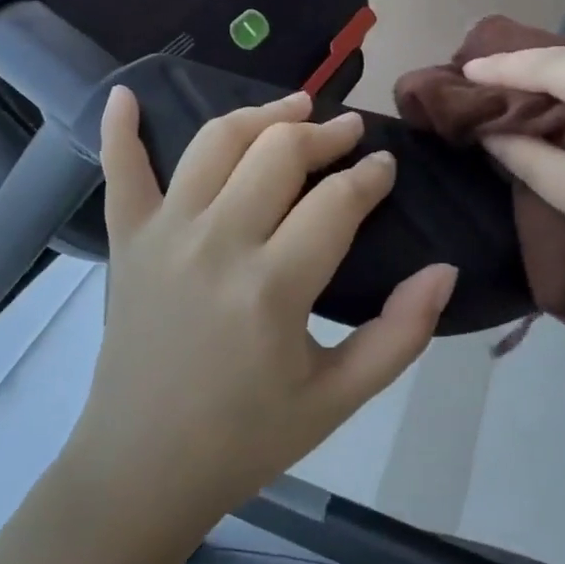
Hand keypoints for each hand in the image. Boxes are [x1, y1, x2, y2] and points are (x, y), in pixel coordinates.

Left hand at [66, 87, 455, 530]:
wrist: (142, 468)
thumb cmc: (246, 437)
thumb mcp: (338, 400)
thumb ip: (400, 335)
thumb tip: (444, 270)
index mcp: (273, 287)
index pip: (338, 200)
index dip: (371, 174)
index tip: (385, 166)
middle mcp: (218, 243)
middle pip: (279, 152)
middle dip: (324, 132)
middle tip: (348, 133)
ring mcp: (165, 234)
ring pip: (216, 142)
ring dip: (260, 116)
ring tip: (292, 110)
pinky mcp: (127, 240)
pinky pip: (121, 171)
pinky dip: (120, 129)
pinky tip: (126, 95)